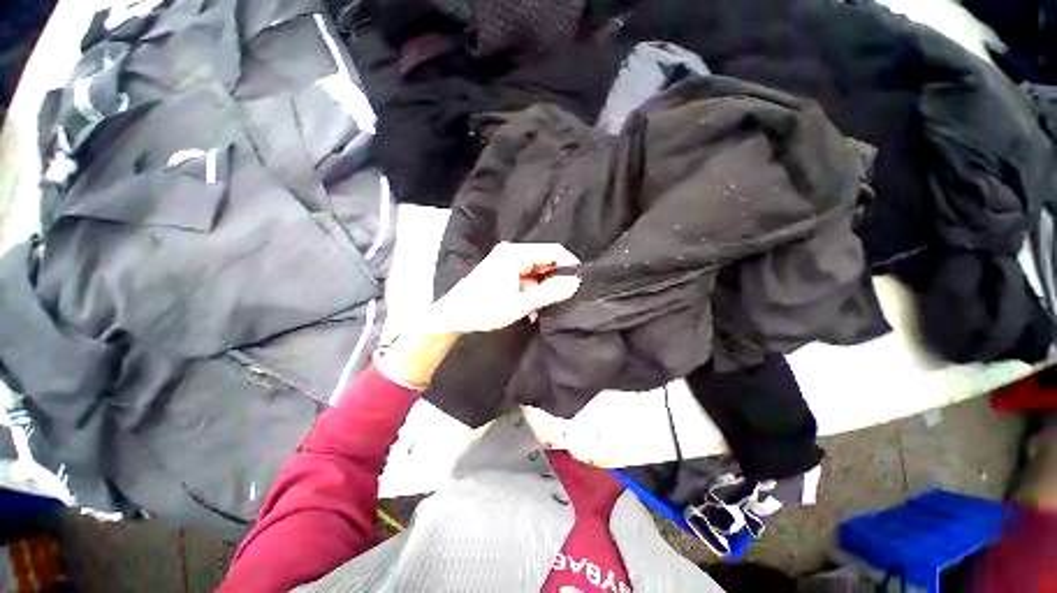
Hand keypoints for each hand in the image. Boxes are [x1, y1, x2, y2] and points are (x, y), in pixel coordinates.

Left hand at [431, 242, 581, 333]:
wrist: (452, 316)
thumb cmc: (484, 309)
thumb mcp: (520, 303)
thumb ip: (549, 292)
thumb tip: (575, 282)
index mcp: (516, 253)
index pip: (553, 251)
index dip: (569, 264)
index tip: (579, 282)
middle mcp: (512, 252)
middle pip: (544, 260)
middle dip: (555, 278)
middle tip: (563, 298)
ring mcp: (506, 261)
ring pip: (536, 270)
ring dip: (543, 287)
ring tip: (545, 307)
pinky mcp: (502, 271)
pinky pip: (526, 277)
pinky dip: (532, 290)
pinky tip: (532, 307)